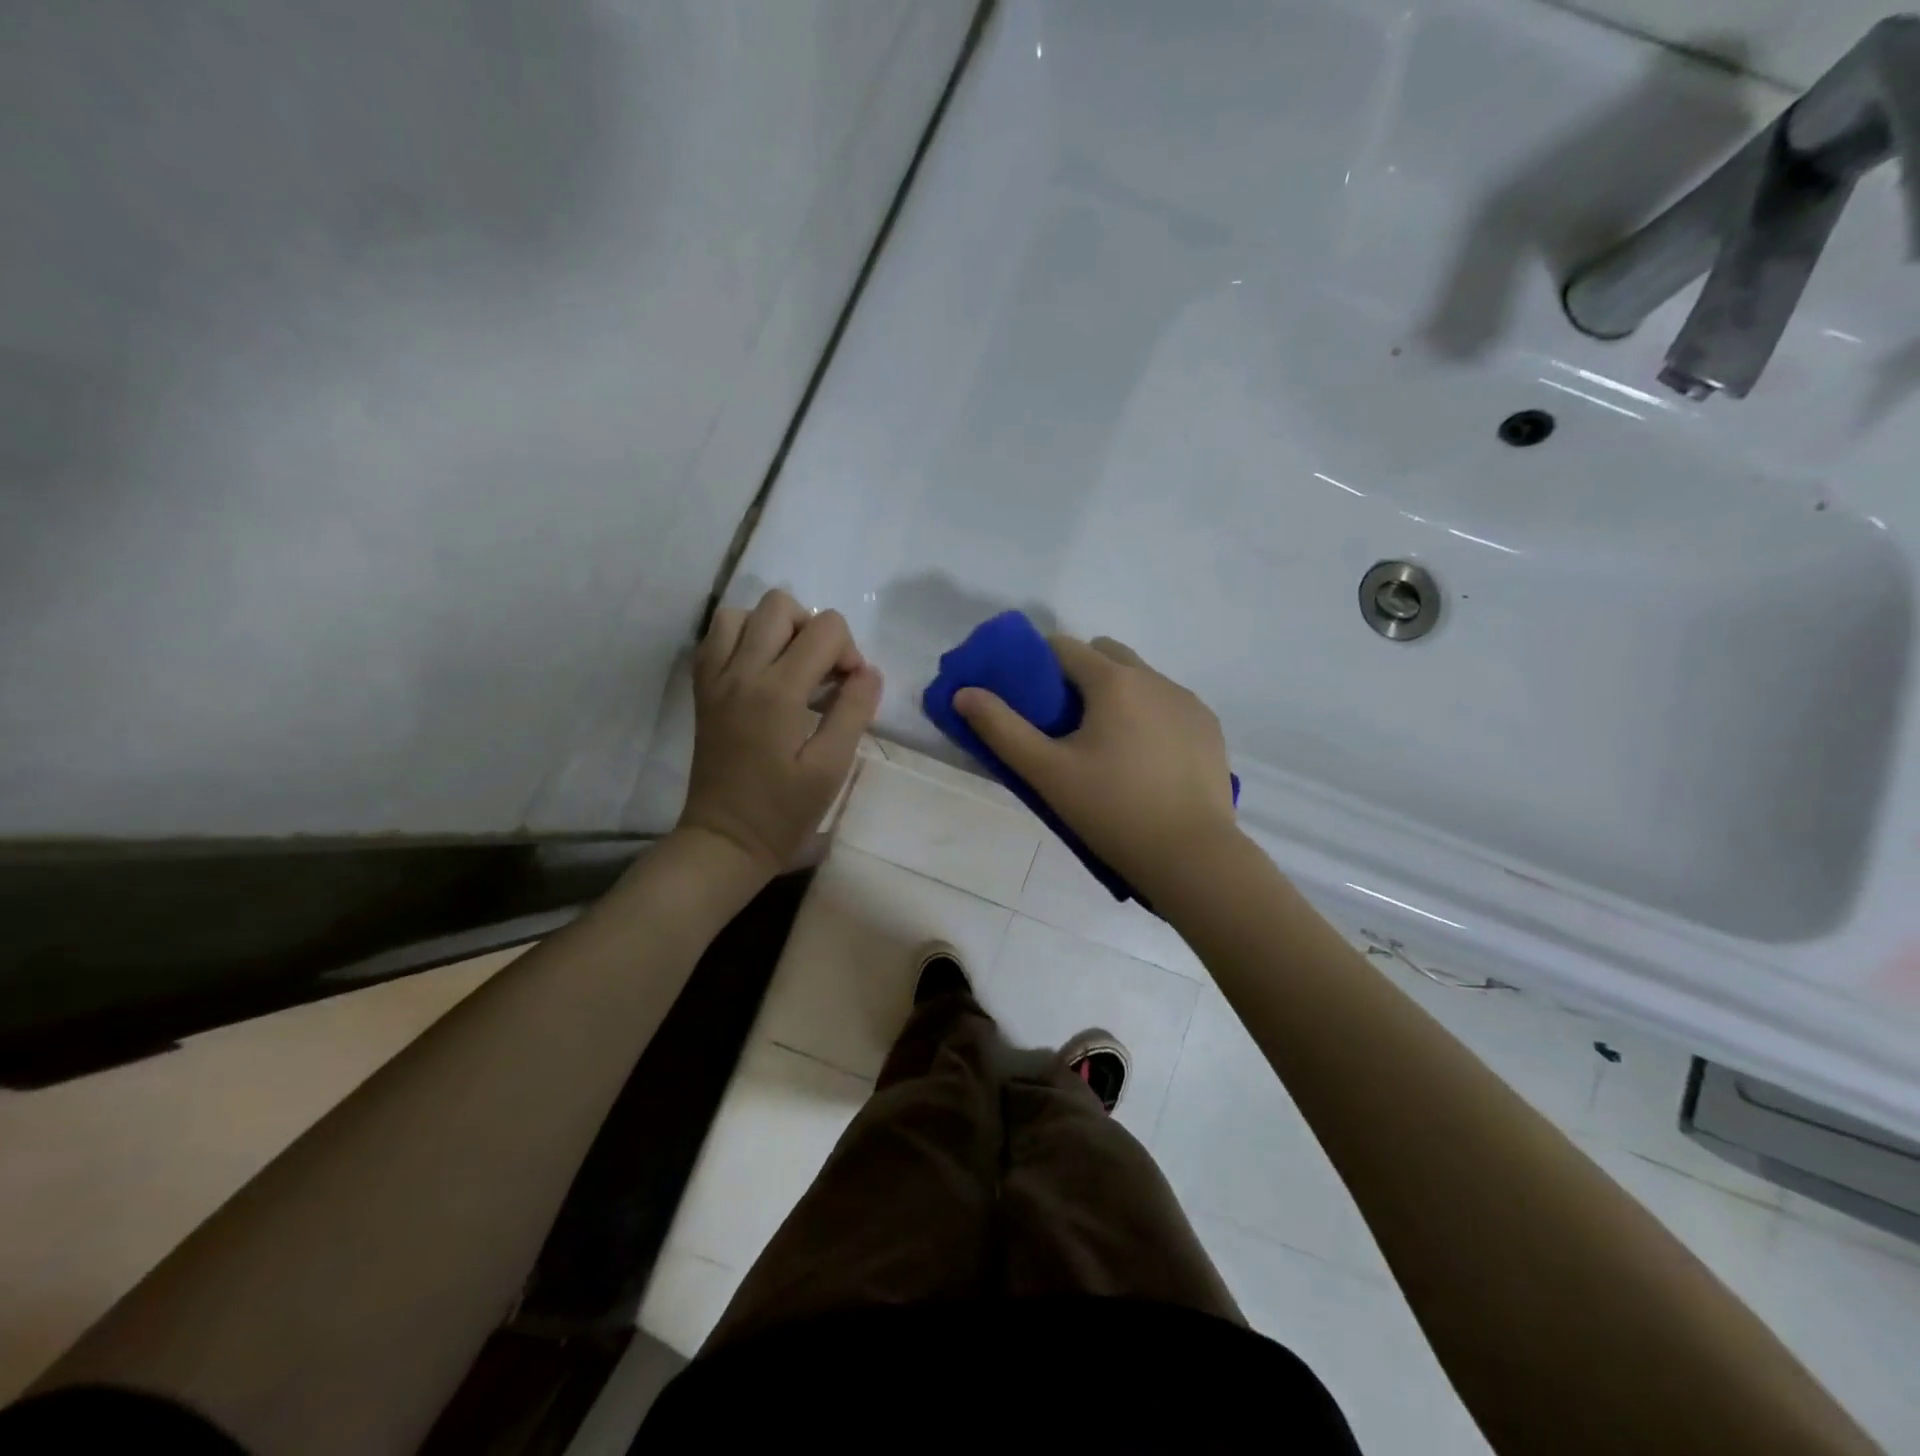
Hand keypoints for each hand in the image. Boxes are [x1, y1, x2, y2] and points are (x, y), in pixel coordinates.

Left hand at [678, 589, 882, 880]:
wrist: (726, 839)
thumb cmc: (784, 810)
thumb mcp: (832, 766)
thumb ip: (854, 711)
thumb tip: (868, 672)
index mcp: (778, 691)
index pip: (826, 628)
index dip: (849, 652)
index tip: (850, 689)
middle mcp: (741, 671)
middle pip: (781, 605)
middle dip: (814, 630)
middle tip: (822, 673)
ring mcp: (715, 677)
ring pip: (743, 613)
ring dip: (775, 629)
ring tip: (790, 666)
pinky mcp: (702, 689)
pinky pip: (717, 636)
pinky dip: (743, 638)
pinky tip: (761, 670)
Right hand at [954, 635, 1238, 900]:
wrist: (1191, 856)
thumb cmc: (1112, 811)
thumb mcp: (1047, 773)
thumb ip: (1001, 728)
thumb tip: (964, 692)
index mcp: (1114, 681)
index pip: (1064, 647)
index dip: (1039, 665)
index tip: (1030, 698)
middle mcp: (1155, 678)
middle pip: (1106, 653)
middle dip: (1080, 673)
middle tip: (1066, 723)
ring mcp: (1188, 701)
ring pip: (1141, 678)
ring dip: (1118, 694)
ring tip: (1108, 746)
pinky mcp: (1209, 727)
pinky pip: (1168, 704)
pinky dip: (1150, 715)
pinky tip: (1145, 760)